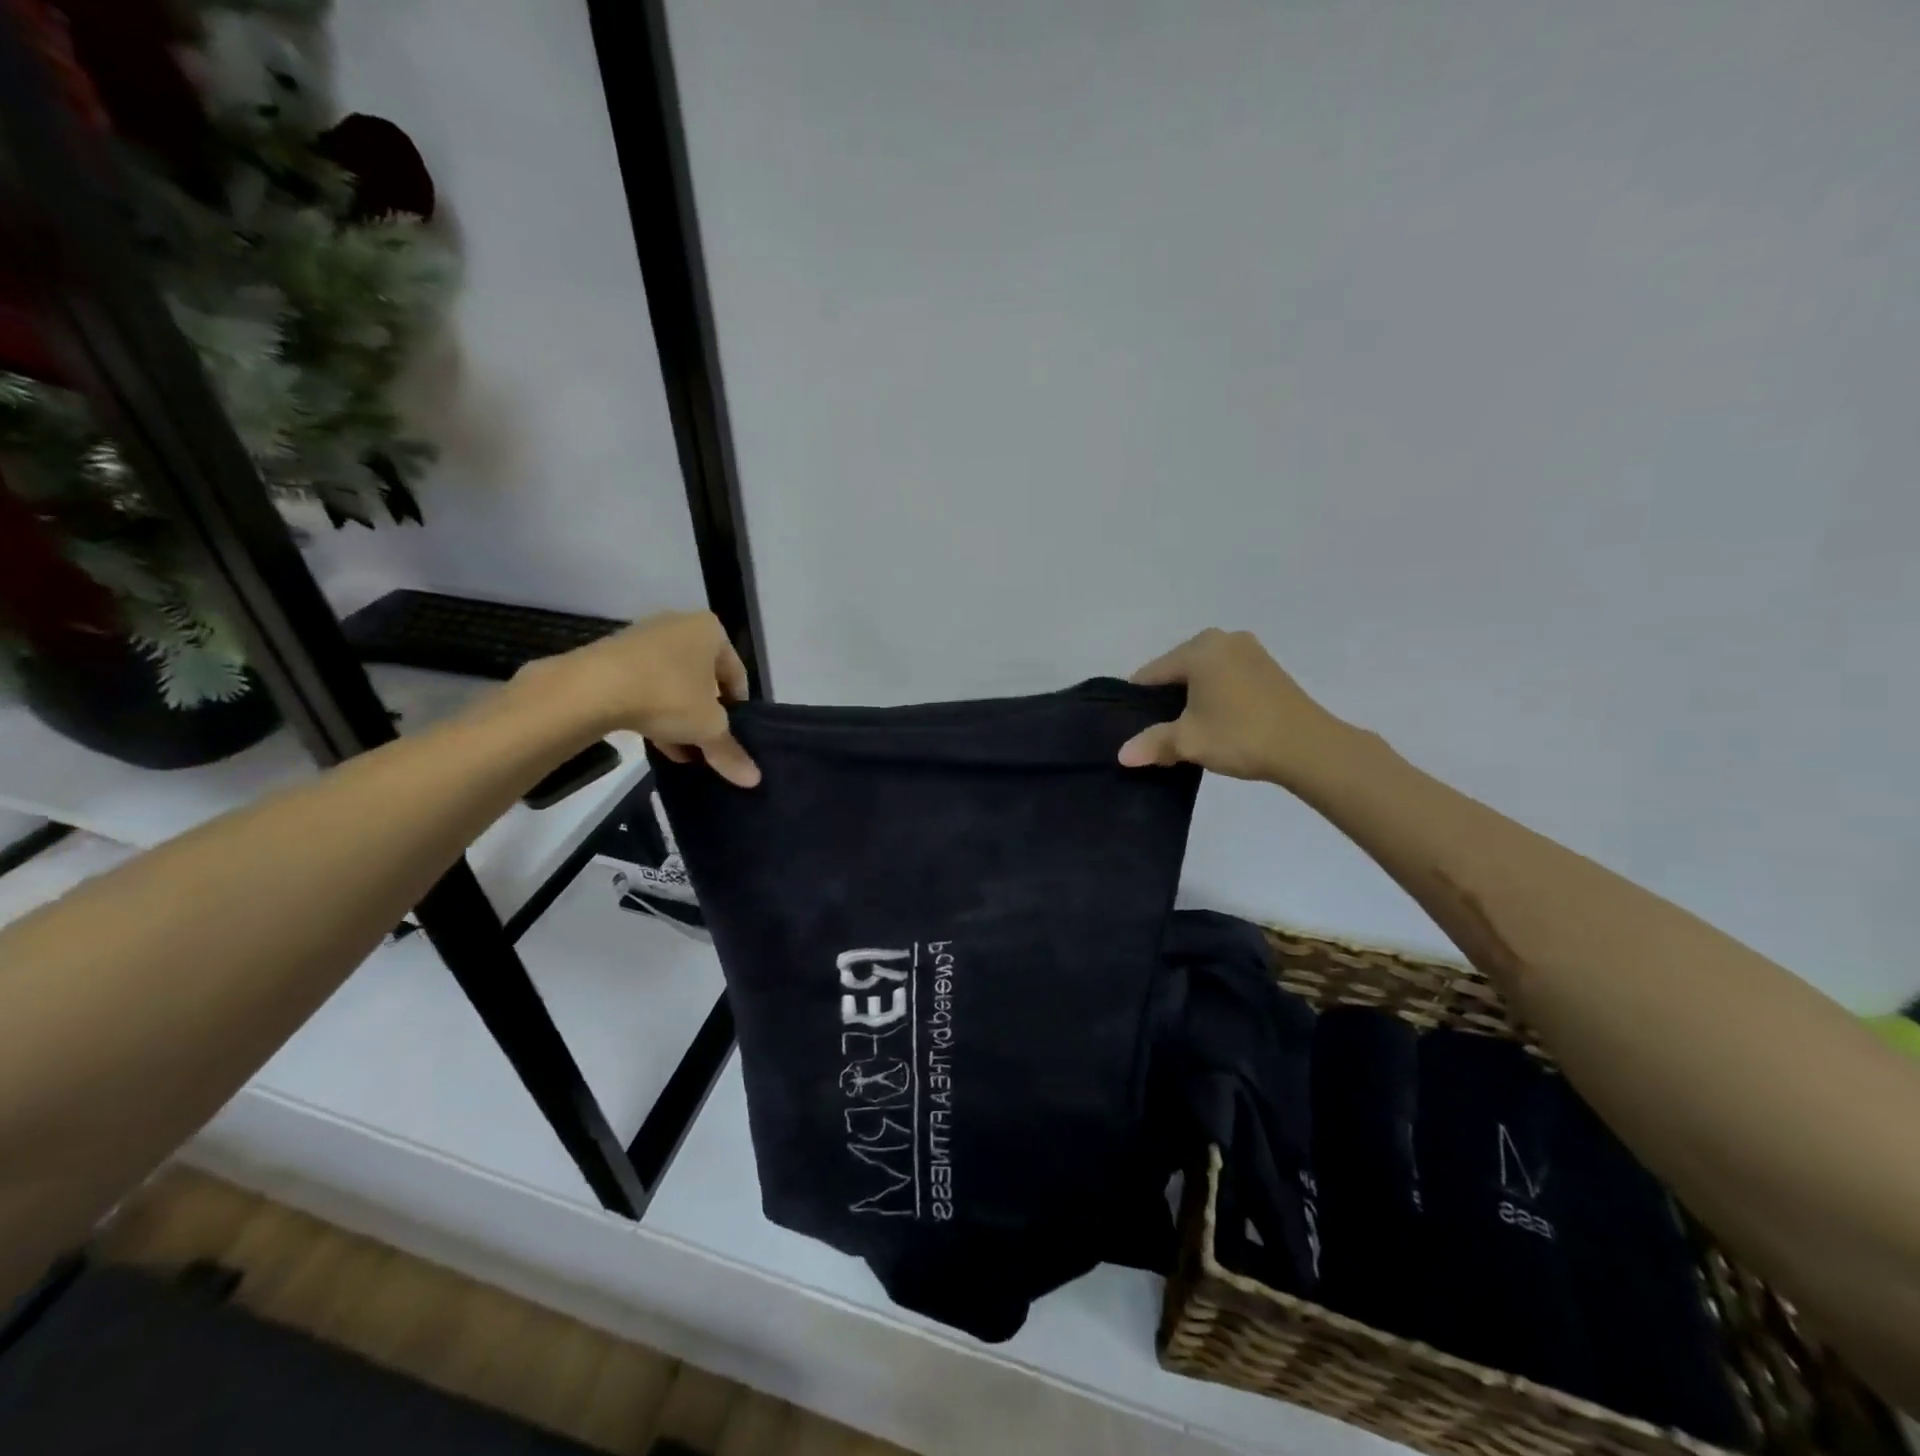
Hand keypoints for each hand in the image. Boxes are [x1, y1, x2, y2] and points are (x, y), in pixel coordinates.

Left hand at [520, 610, 760, 787]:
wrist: (591, 688)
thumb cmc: (667, 695)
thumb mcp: (708, 728)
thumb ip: (730, 751)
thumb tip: (754, 779)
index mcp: (710, 631)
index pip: (737, 675)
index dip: (738, 710)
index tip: (732, 736)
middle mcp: (680, 626)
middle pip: (704, 679)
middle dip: (706, 714)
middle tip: (707, 744)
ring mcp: (644, 639)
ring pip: (674, 684)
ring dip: (681, 717)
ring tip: (684, 751)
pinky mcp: (614, 655)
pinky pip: (645, 685)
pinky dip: (654, 711)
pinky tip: (657, 742)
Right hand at [1117, 628, 1345, 784]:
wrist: (1308, 747)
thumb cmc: (1240, 734)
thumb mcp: (1189, 741)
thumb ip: (1153, 744)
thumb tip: (1122, 755)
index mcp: (1199, 648)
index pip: (1152, 673)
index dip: (1139, 701)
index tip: (1133, 726)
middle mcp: (1223, 639)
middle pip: (1178, 670)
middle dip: (1167, 699)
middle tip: (1161, 731)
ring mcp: (1250, 650)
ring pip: (1204, 674)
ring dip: (1193, 698)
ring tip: (1189, 730)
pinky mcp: (1268, 667)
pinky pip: (1227, 677)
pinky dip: (1216, 695)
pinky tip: (1217, 722)